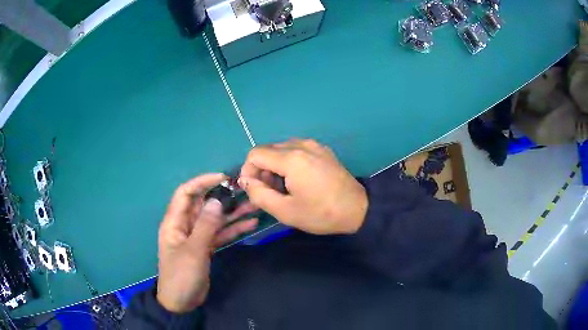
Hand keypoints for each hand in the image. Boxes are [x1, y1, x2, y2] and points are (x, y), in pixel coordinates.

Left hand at [157, 174, 257, 312]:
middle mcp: (185, 225)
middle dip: (223, 197)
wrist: (181, 302)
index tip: (223, 179)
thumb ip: (206, 225)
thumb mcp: (193, 251)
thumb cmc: (181, 275)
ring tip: (254, 206)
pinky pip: (220, 234)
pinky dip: (234, 229)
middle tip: (245, 191)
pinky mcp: (206, 247)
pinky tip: (251, 224)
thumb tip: (217, 200)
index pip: (186, 193)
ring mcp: (197, 236)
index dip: (202, 182)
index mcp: (175, 221)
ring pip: (215, 219)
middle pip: (204, 205)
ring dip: (233, 213)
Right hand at [239, 139, 367, 234]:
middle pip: (268, 150)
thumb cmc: (321, 213)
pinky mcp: (323, 150)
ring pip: (281, 150)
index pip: (255, 154)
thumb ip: (259, 194)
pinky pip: (296, 150)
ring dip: (275, 167)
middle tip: (270, 193)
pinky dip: (289, 163)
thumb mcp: (285, 211)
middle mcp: (302, 145)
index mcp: (292, 158)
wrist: (358, 209)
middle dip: (262, 171)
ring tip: (284, 189)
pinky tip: (298, 181)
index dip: (248, 171)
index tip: (254, 189)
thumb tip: (246, 181)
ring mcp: (314, 145)